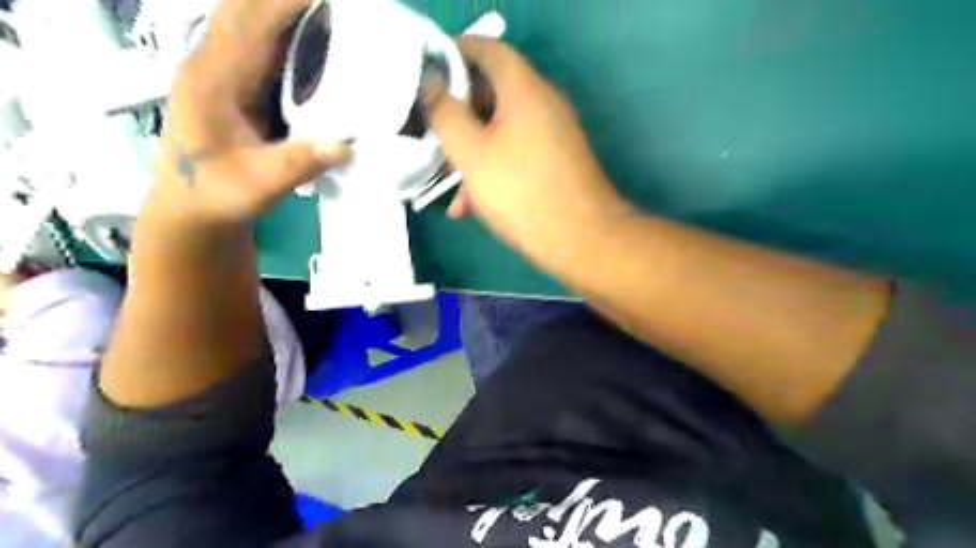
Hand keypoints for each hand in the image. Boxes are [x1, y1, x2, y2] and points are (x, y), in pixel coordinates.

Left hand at [149, 0, 349, 225]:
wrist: (192, 206)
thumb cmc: (218, 194)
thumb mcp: (258, 186)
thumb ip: (296, 164)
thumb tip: (344, 145)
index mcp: (212, 80)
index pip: (251, 23)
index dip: (288, 5)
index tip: (329, 1)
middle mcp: (212, 63)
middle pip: (247, 8)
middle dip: (291, 3)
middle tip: (339, 11)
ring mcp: (221, 69)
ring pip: (251, 19)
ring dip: (288, 13)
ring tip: (333, 19)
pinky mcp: (234, 80)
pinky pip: (260, 41)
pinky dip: (287, 32)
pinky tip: (317, 41)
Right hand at [425, 35, 624, 260]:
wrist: (582, 240)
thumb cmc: (522, 194)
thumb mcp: (472, 155)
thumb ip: (445, 115)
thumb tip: (429, 84)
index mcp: (524, 90)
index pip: (487, 49)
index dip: (454, 53)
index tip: (426, 74)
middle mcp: (543, 103)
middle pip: (492, 92)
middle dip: (457, 115)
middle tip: (431, 135)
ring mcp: (553, 134)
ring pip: (501, 129)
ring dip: (471, 151)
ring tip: (446, 184)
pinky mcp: (556, 161)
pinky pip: (516, 152)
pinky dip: (491, 168)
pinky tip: (470, 204)